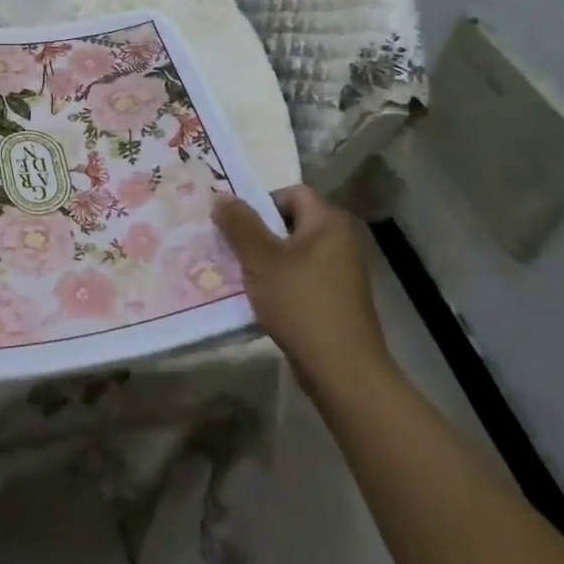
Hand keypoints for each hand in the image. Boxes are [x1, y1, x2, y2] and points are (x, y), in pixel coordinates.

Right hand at [212, 185, 388, 378]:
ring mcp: (341, 272)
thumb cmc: (301, 303)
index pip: (291, 193)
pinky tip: (259, 298)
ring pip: (293, 252)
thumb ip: (239, 224)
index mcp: (328, 222)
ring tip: (238, 273)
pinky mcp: (336, 299)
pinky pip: (301, 277)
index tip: (236, 224)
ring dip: (265, 260)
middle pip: (290, 222)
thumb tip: (220, 195)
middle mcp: (340, 241)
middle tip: (229, 246)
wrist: (343, 370)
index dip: (261, 202)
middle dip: (257, 232)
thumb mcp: (261, 259)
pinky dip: (280, 282)